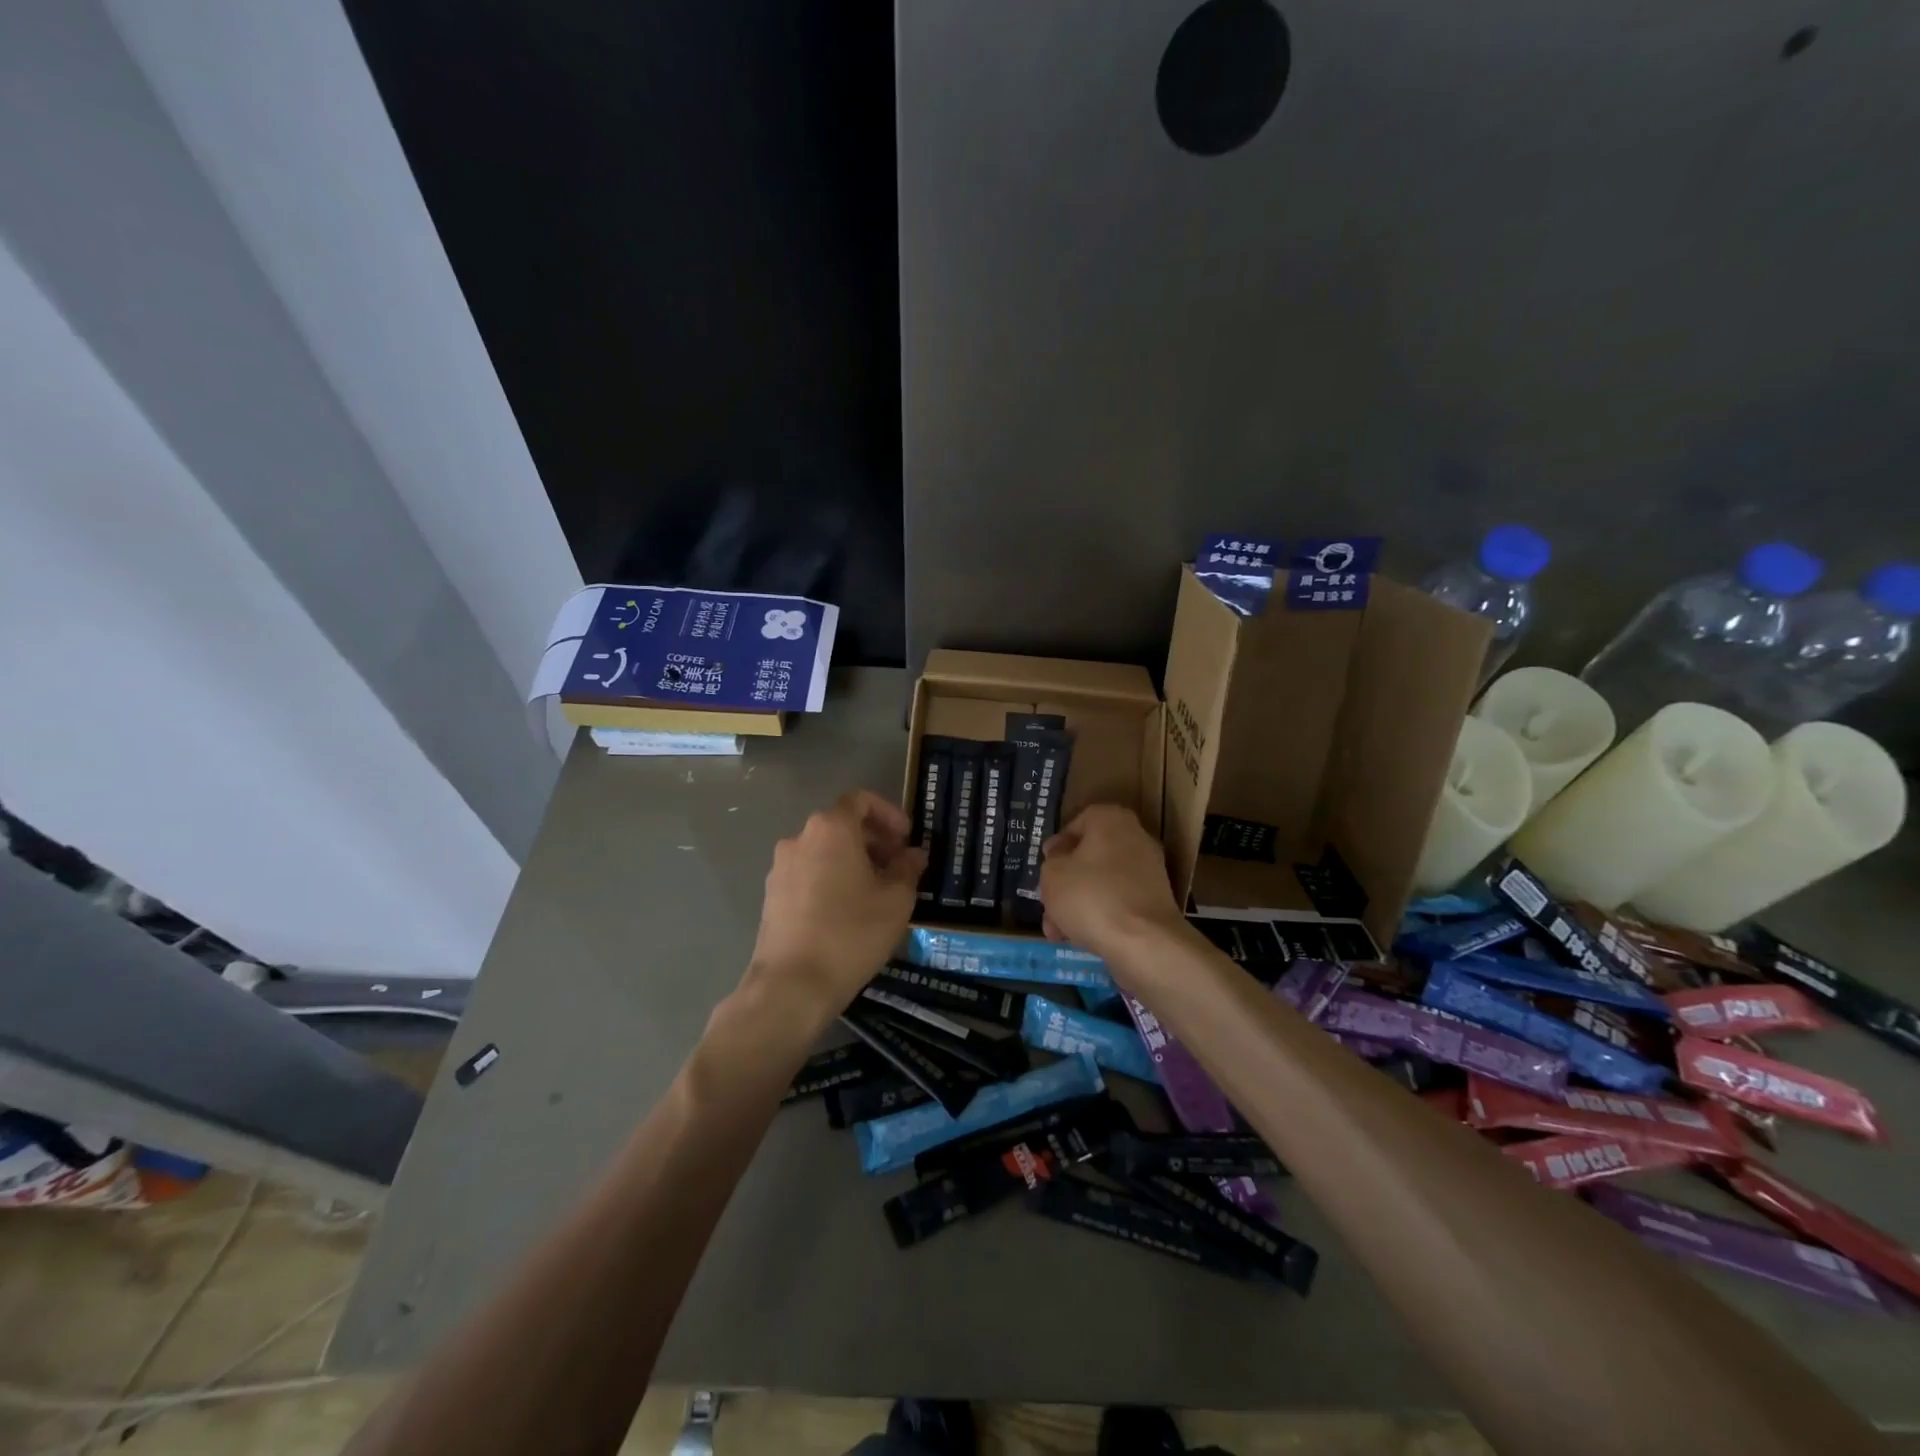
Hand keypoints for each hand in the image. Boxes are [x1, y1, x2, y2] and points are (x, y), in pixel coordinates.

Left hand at [743, 789, 925, 1024]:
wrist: (792, 985)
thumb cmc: (851, 933)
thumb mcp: (896, 900)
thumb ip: (908, 868)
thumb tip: (913, 855)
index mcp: (831, 829)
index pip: (861, 800)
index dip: (889, 814)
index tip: (906, 840)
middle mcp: (800, 838)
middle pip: (841, 824)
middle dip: (874, 840)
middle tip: (898, 868)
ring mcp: (781, 867)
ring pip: (824, 850)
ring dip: (852, 861)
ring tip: (876, 893)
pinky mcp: (772, 895)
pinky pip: (809, 873)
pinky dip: (831, 879)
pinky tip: (847, 912)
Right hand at [1038, 804, 1184, 956]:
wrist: (1144, 942)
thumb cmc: (1091, 896)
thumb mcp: (1052, 875)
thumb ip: (1051, 863)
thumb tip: (1060, 860)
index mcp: (1111, 820)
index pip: (1077, 823)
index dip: (1057, 845)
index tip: (1044, 866)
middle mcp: (1135, 838)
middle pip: (1089, 856)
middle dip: (1065, 883)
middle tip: (1047, 903)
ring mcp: (1149, 871)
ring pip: (1102, 882)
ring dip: (1077, 904)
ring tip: (1057, 932)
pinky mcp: (1155, 901)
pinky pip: (1119, 901)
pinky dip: (1100, 915)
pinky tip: (1079, 938)